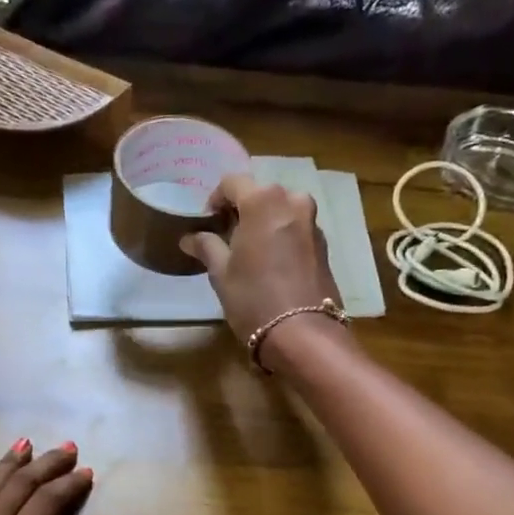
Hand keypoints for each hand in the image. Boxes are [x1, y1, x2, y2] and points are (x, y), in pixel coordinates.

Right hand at [180, 173, 341, 355]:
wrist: (302, 332)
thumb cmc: (253, 299)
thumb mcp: (221, 273)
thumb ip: (206, 247)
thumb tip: (189, 237)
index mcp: (263, 201)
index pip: (232, 182)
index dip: (216, 199)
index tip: (208, 222)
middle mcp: (292, 201)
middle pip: (261, 194)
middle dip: (243, 210)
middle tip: (227, 237)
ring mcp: (312, 222)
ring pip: (282, 210)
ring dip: (264, 223)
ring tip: (250, 251)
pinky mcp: (323, 245)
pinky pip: (296, 229)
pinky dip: (282, 237)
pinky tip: (272, 264)